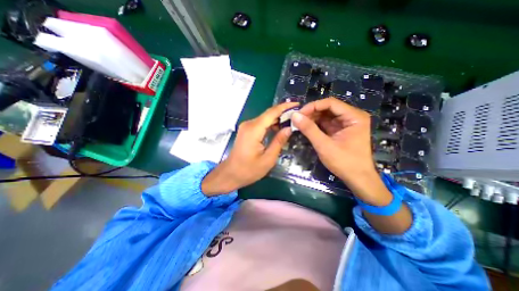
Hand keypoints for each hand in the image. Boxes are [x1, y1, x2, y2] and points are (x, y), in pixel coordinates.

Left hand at [203, 102, 300, 194]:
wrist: (230, 174)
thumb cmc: (249, 170)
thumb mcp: (268, 159)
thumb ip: (279, 141)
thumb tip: (289, 128)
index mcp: (254, 130)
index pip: (272, 113)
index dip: (285, 107)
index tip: (298, 105)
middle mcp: (249, 124)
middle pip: (268, 114)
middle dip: (283, 113)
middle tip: (298, 116)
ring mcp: (246, 127)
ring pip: (265, 118)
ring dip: (277, 119)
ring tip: (291, 123)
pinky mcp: (246, 130)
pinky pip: (261, 124)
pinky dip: (271, 124)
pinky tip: (279, 129)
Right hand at [294, 98, 411, 233]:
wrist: (360, 181)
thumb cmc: (346, 165)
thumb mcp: (325, 146)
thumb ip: (309, 129)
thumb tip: (294, 116)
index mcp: (354, 117)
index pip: (329, 103)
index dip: (313, 106)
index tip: (299, 114)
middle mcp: (351, 118)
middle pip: (326, 109)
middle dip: (310, 113)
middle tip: (296, 121)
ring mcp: (346, 125)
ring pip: (325, 117)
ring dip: (312, 120)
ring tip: (299, 126)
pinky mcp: (341, 132)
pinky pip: (325, 124)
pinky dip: (315, 126)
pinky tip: (307, 131)